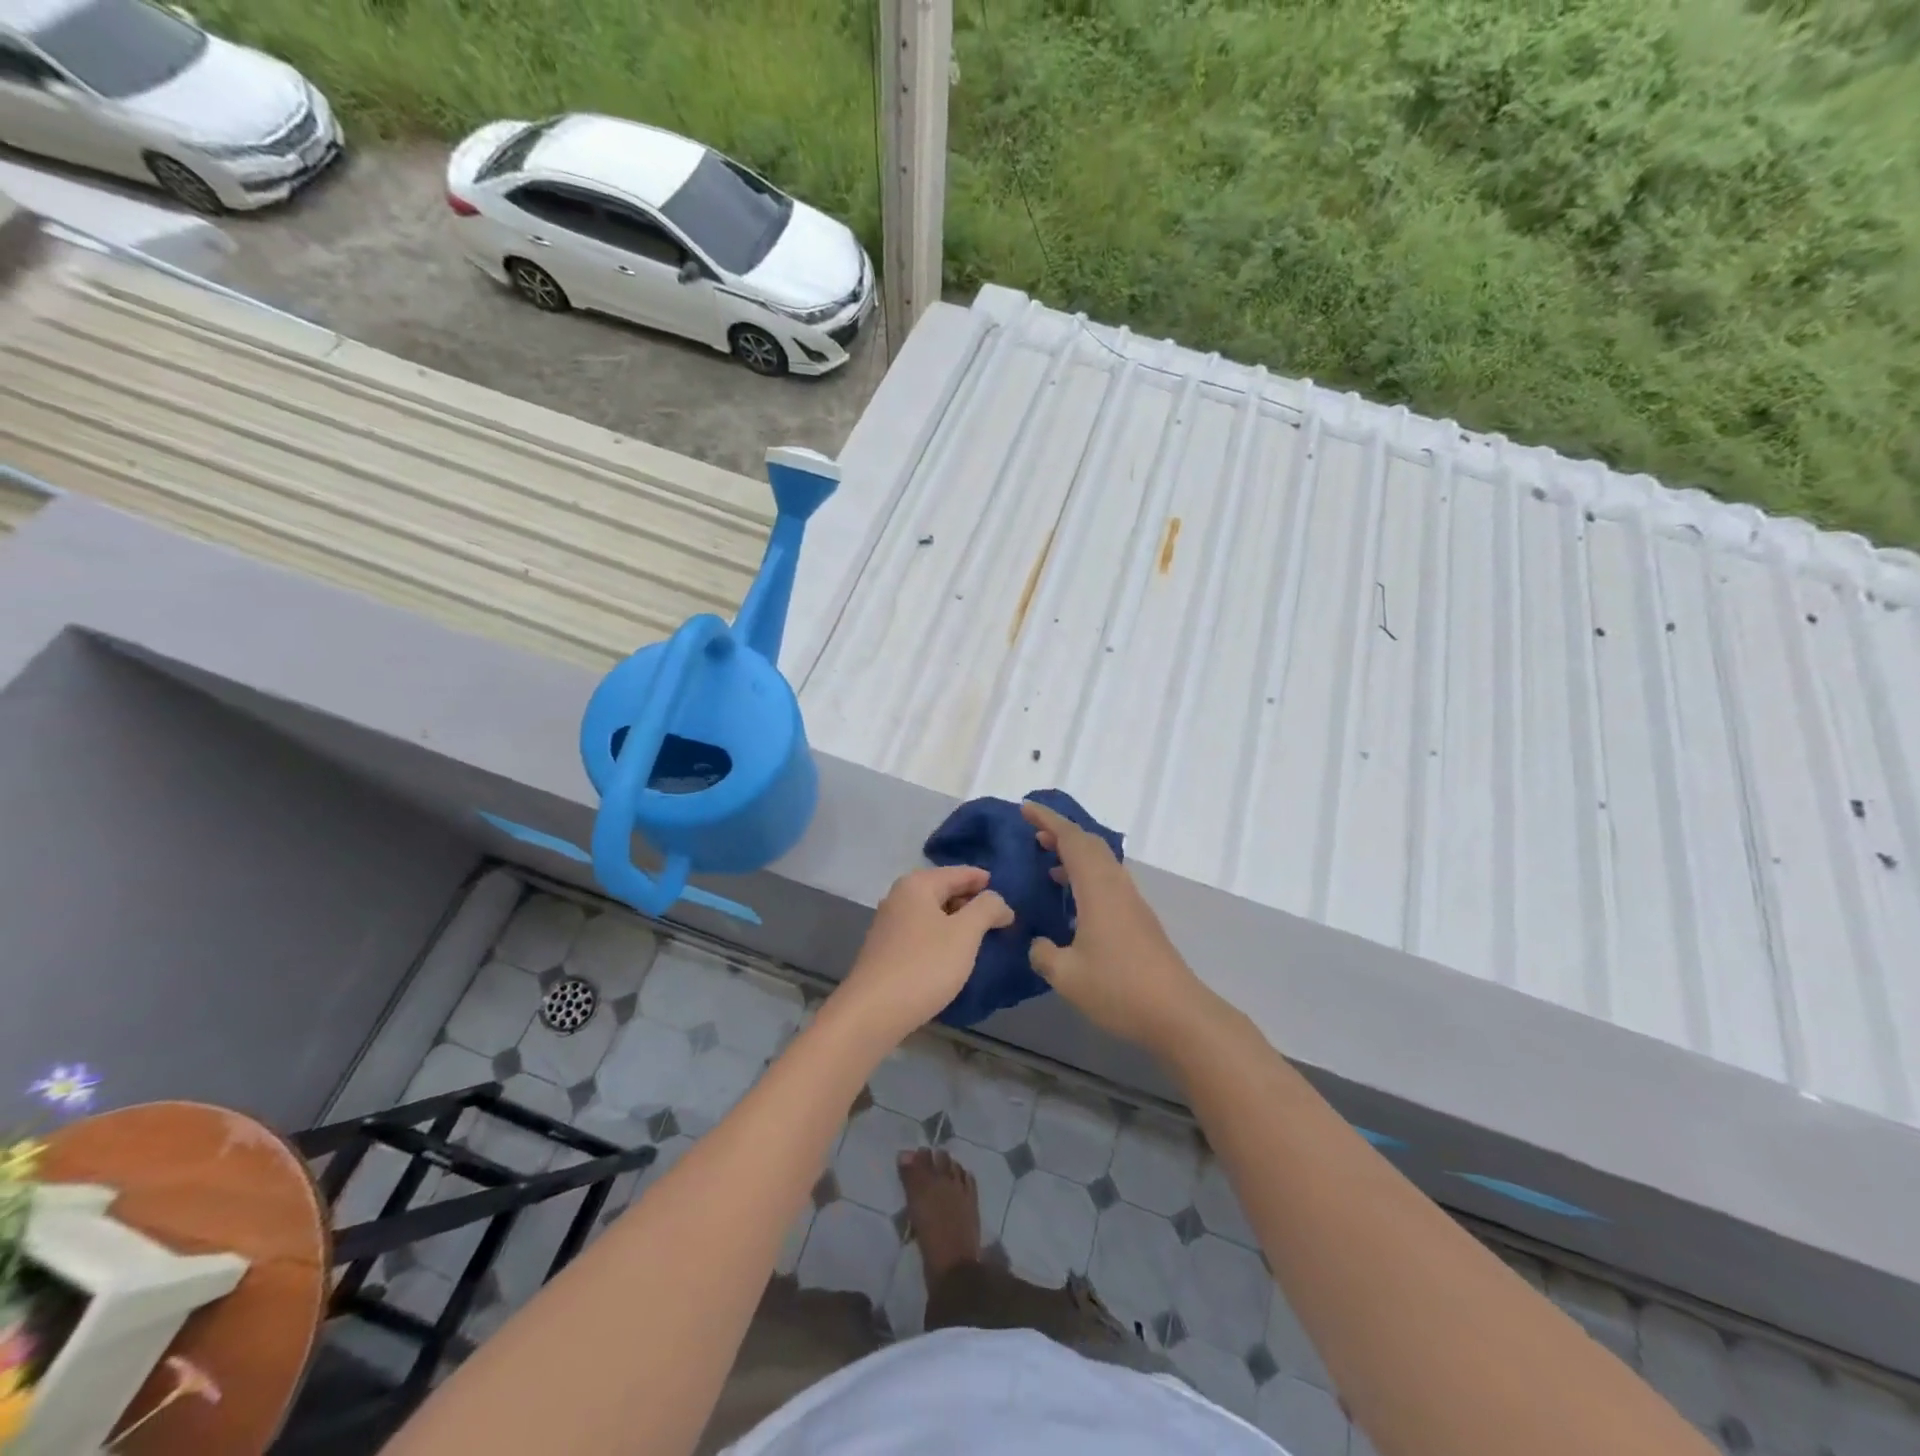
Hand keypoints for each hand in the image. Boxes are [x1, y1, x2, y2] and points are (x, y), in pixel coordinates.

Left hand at [830, 866, 1012, 1045]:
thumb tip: (998, 901)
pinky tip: (955, 956)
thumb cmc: (924, 965)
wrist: (873, 1012)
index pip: (960, 872)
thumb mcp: (965, 933)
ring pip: (933, 914)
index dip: (987, 882)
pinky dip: (942, 938)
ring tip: (983, 939)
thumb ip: (987, 908)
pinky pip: (923, 934)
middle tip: (1002, 920)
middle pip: (945, 890)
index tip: (1011, 896)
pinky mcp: (886, 950)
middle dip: (973, 903)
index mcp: (917, 884)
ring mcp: (889, 924)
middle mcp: (899, 897)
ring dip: (959, 923)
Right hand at [1021, 798, 1212, 1054]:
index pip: (1071, 840)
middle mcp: (1116, 886)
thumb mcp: (1067, 975)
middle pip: (1090, 844)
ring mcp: (1131, 902)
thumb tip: (1038, 943)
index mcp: (1098, 889)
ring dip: (1074, 854)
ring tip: (1047, 862)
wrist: (1178, 1014)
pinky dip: (1085, 875)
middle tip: (1033, 833)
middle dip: (1061, 832)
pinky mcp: (1138, 919)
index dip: (1048, 820)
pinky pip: (1107, 880)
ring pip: (1101, 862)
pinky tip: (1072, 900)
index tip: (1025, 808)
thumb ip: (1043, 954)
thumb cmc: (1119, 989)